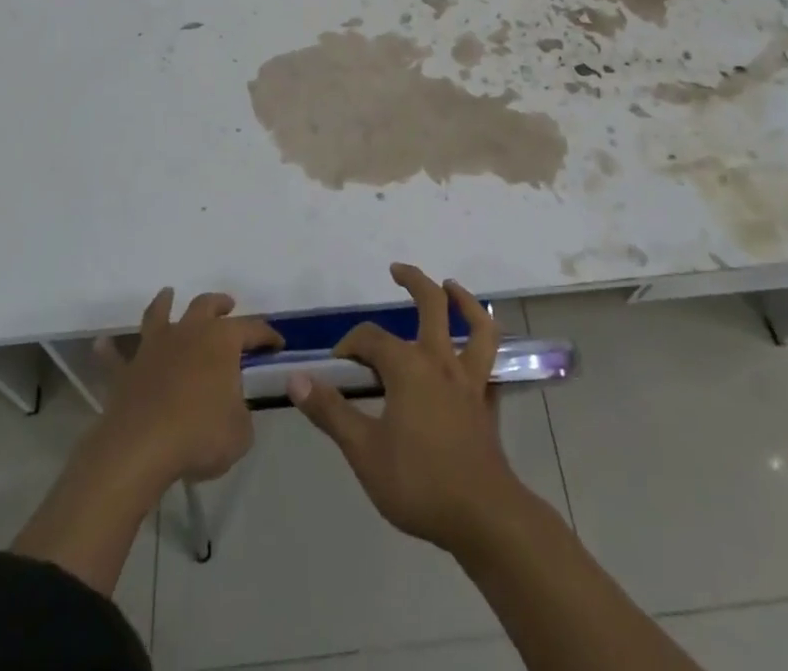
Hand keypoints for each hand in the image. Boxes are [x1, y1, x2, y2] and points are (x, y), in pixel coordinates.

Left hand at [96, 288, 282, 484]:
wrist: (141, 448)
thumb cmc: (199, 435)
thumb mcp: (240, 432)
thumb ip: (241, 413)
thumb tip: (233, 407)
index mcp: (222, 341)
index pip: (252, 329)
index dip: (267, 335)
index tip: (277, 344)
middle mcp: (189, 333)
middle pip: (205, 305)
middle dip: (219, 303)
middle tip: (228, 305)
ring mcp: (154, 347)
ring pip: (160, 314)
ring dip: (166, 302)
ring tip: (169, 294)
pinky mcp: (126, 371)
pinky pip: (116, 356)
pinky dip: (110, 349)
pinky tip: (103, 344)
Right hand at [289, 264, 524, 553]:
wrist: (482, 516)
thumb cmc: (418, 482)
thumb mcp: (364, 451)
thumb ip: (330, 411)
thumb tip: (296, 378)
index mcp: (408, 367)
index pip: (371, 338)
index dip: (350, 345)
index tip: (336, 366)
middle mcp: (441, 360)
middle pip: (432, 305)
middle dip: (414, 281)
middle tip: (397, 270)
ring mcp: (469, 379)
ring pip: (475, 325)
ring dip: (463, 300)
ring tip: (450, 286)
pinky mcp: (487, 401)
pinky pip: (490, 361)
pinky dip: (485, 345)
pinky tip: (476, 348)